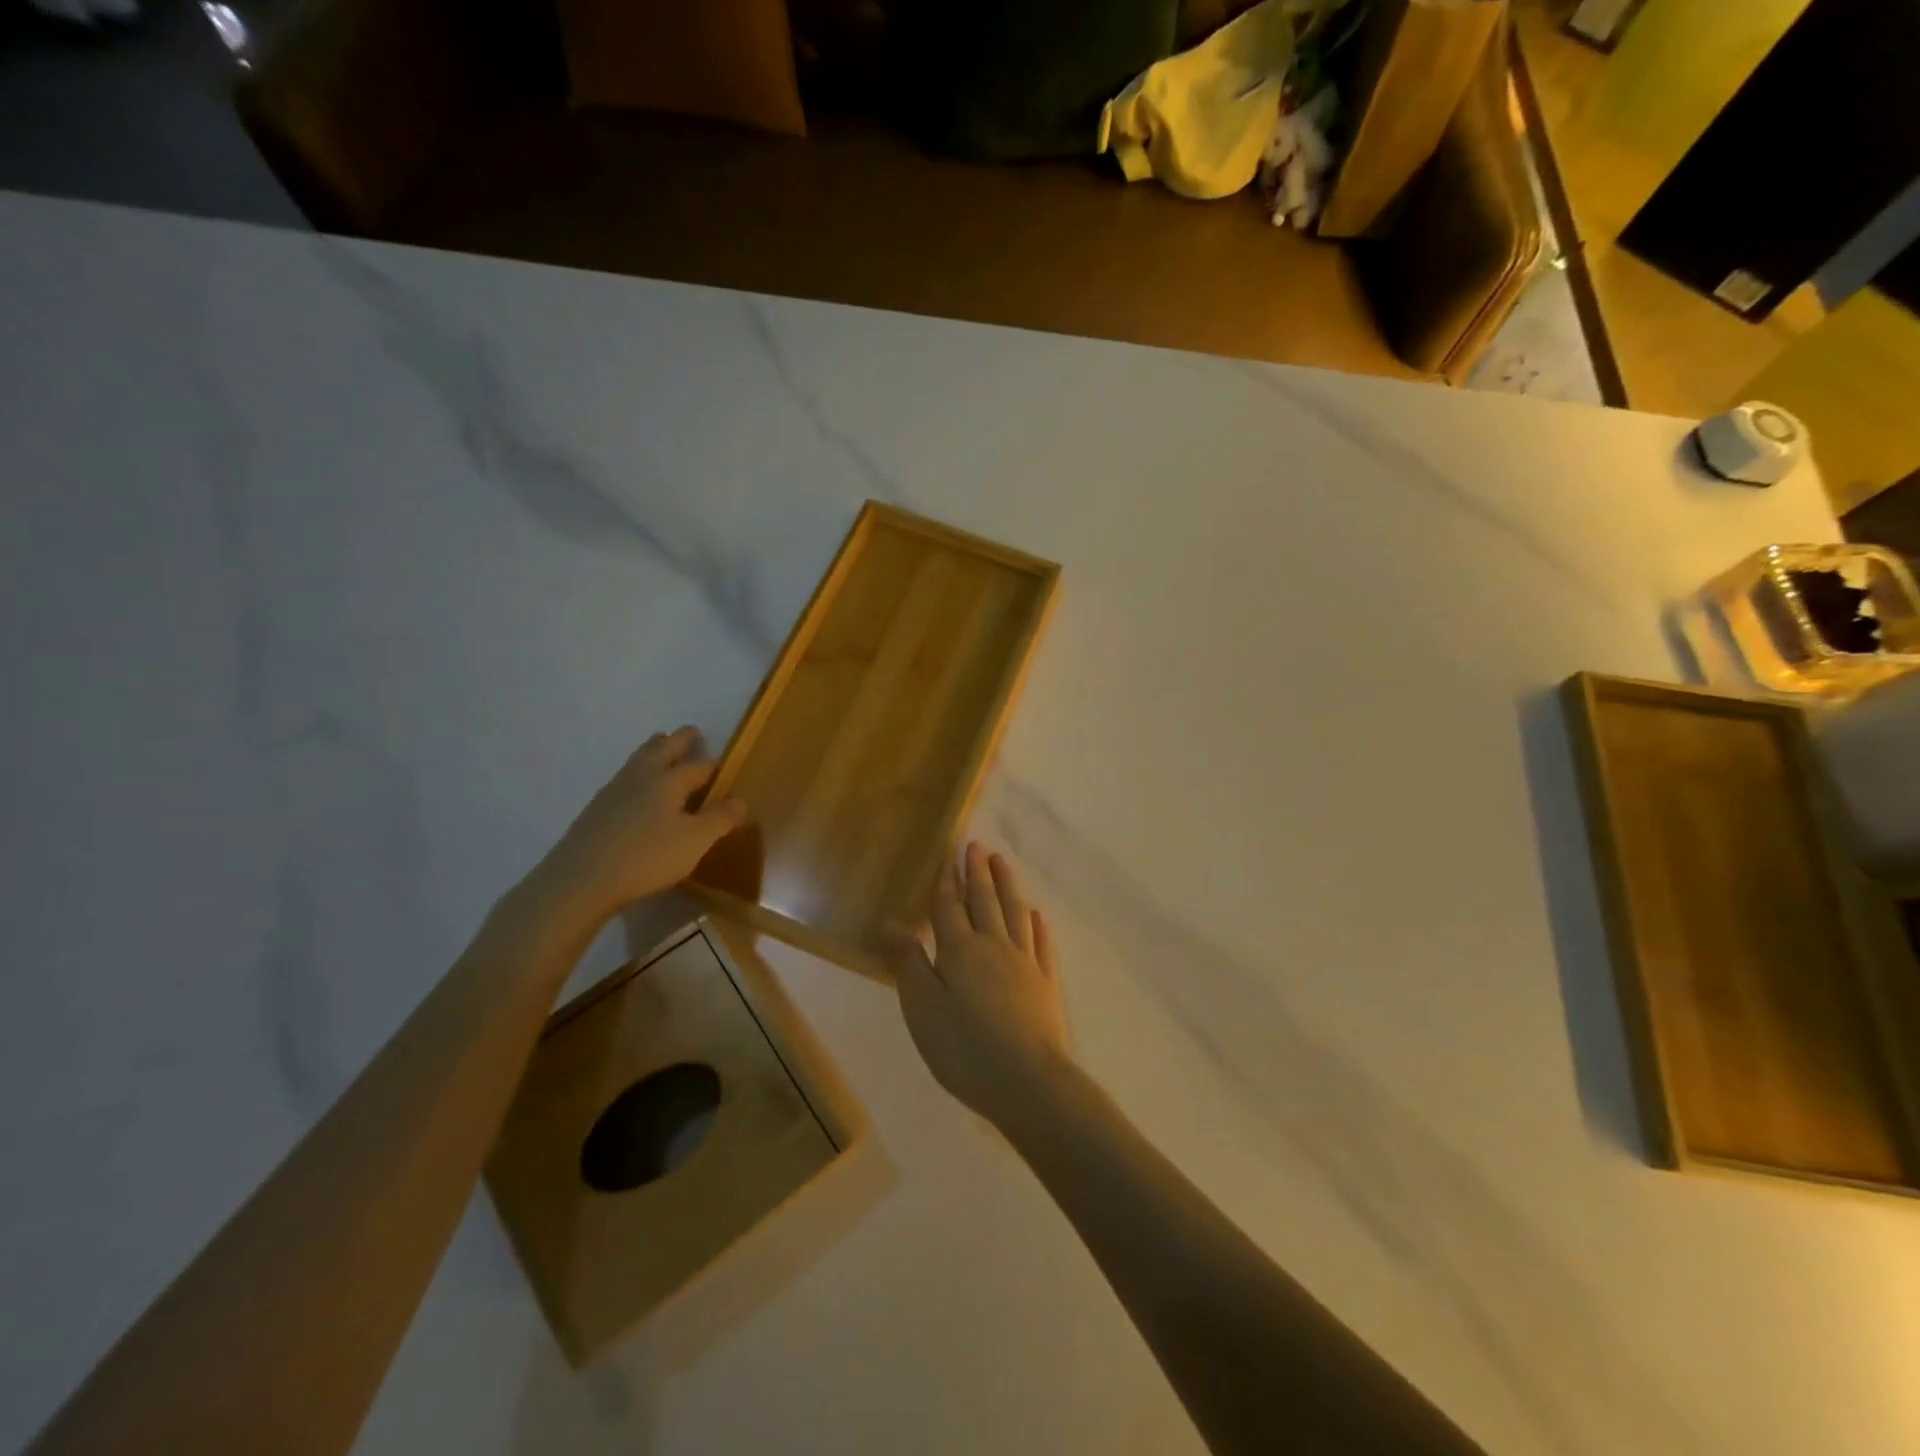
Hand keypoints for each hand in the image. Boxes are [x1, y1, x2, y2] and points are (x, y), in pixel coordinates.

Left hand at [531, 727, 746, 926]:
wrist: (580, 880)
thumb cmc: (646, 857)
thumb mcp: (695, 842)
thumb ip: (720, 819)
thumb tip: (740, 801)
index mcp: (669, 780)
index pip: (699, 766)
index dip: (714, 766)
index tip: (724, 767)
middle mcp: (641, 776)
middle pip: (663, 748)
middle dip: (680, 739)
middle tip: (691, 731)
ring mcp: (614, 790)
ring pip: (638, 759)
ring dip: (654, 749)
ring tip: (661, 745)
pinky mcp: (596, 809)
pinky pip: (623, 778)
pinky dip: (637, 772)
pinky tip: (635, 787)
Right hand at [884, 842, 1071, 1134]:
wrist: (1029, 1083)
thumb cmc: (965, 1049)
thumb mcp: (922, 1009)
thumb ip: (908, 963)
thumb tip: (890, 922)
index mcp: (960, 951)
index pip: (950, 907)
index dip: (948, 881)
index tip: (950, 855)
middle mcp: (995, 946)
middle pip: (986, 901)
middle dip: (979, 873)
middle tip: (978, 846)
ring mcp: (1026, 963)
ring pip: (1016, 913)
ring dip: (1008, 886)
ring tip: (1004, 863)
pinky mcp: (1047, 984)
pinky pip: (1043, 944)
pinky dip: (1039, 925)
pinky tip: (1039, 915)